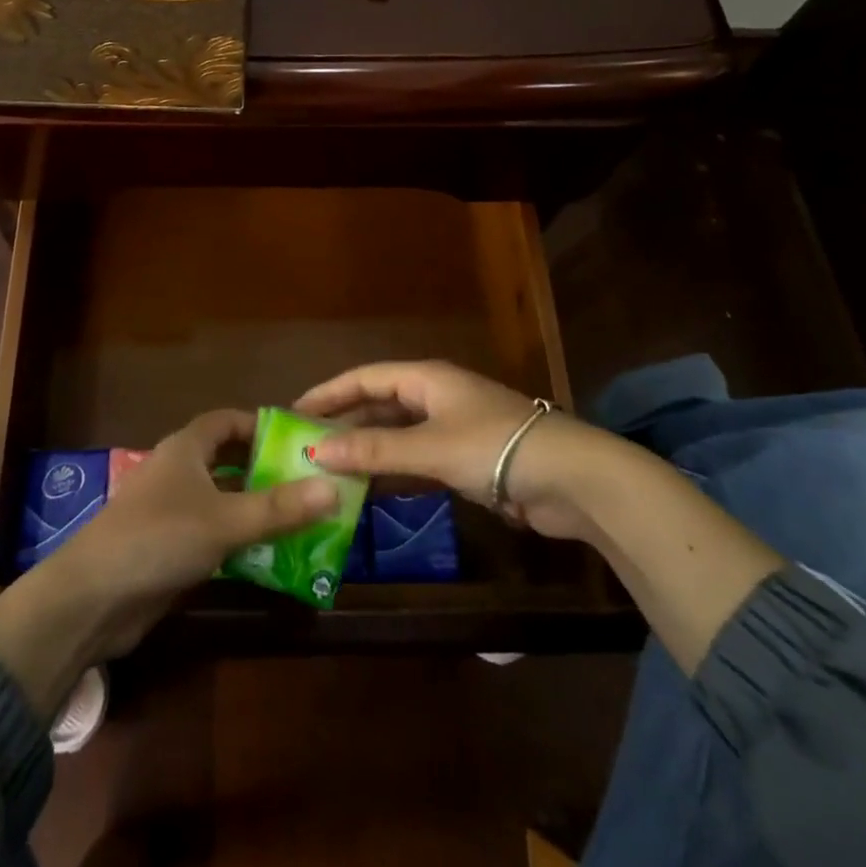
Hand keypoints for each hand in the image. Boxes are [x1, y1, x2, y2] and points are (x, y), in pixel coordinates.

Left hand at [66, 407, 340, 655]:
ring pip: (223, 500)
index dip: (260, 425)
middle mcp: (178, 472)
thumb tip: (334, 488)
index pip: (227, 421)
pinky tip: (271, 557)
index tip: (299, 440)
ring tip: (303, 519)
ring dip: (256, 509)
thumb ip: (279, 508)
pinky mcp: (168, 548)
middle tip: (311, 483)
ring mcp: (171, 512)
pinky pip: (213, 534)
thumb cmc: (159, 538)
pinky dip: (239, 540)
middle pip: (229, 461)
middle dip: (266, 470)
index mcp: (186, 449)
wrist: (92, 598)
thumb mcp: (225, 520)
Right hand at [294, 360, 600, 540]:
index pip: (365, 378)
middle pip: (379, 404)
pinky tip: (373, 488)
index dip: (329, 392)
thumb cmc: (495, 447)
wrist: (571, 479)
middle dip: (345, 422)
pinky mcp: (467, 458)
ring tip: (330, 469)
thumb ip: (375, 449)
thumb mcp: (431, 447)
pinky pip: (417, 458)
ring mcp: (453, 427)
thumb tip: (318, 451)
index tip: (294, 412)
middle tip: (307, 446)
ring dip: (367, 449)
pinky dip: (393, 469)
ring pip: (398, 433)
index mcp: (426, 379)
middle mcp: (436, 396)